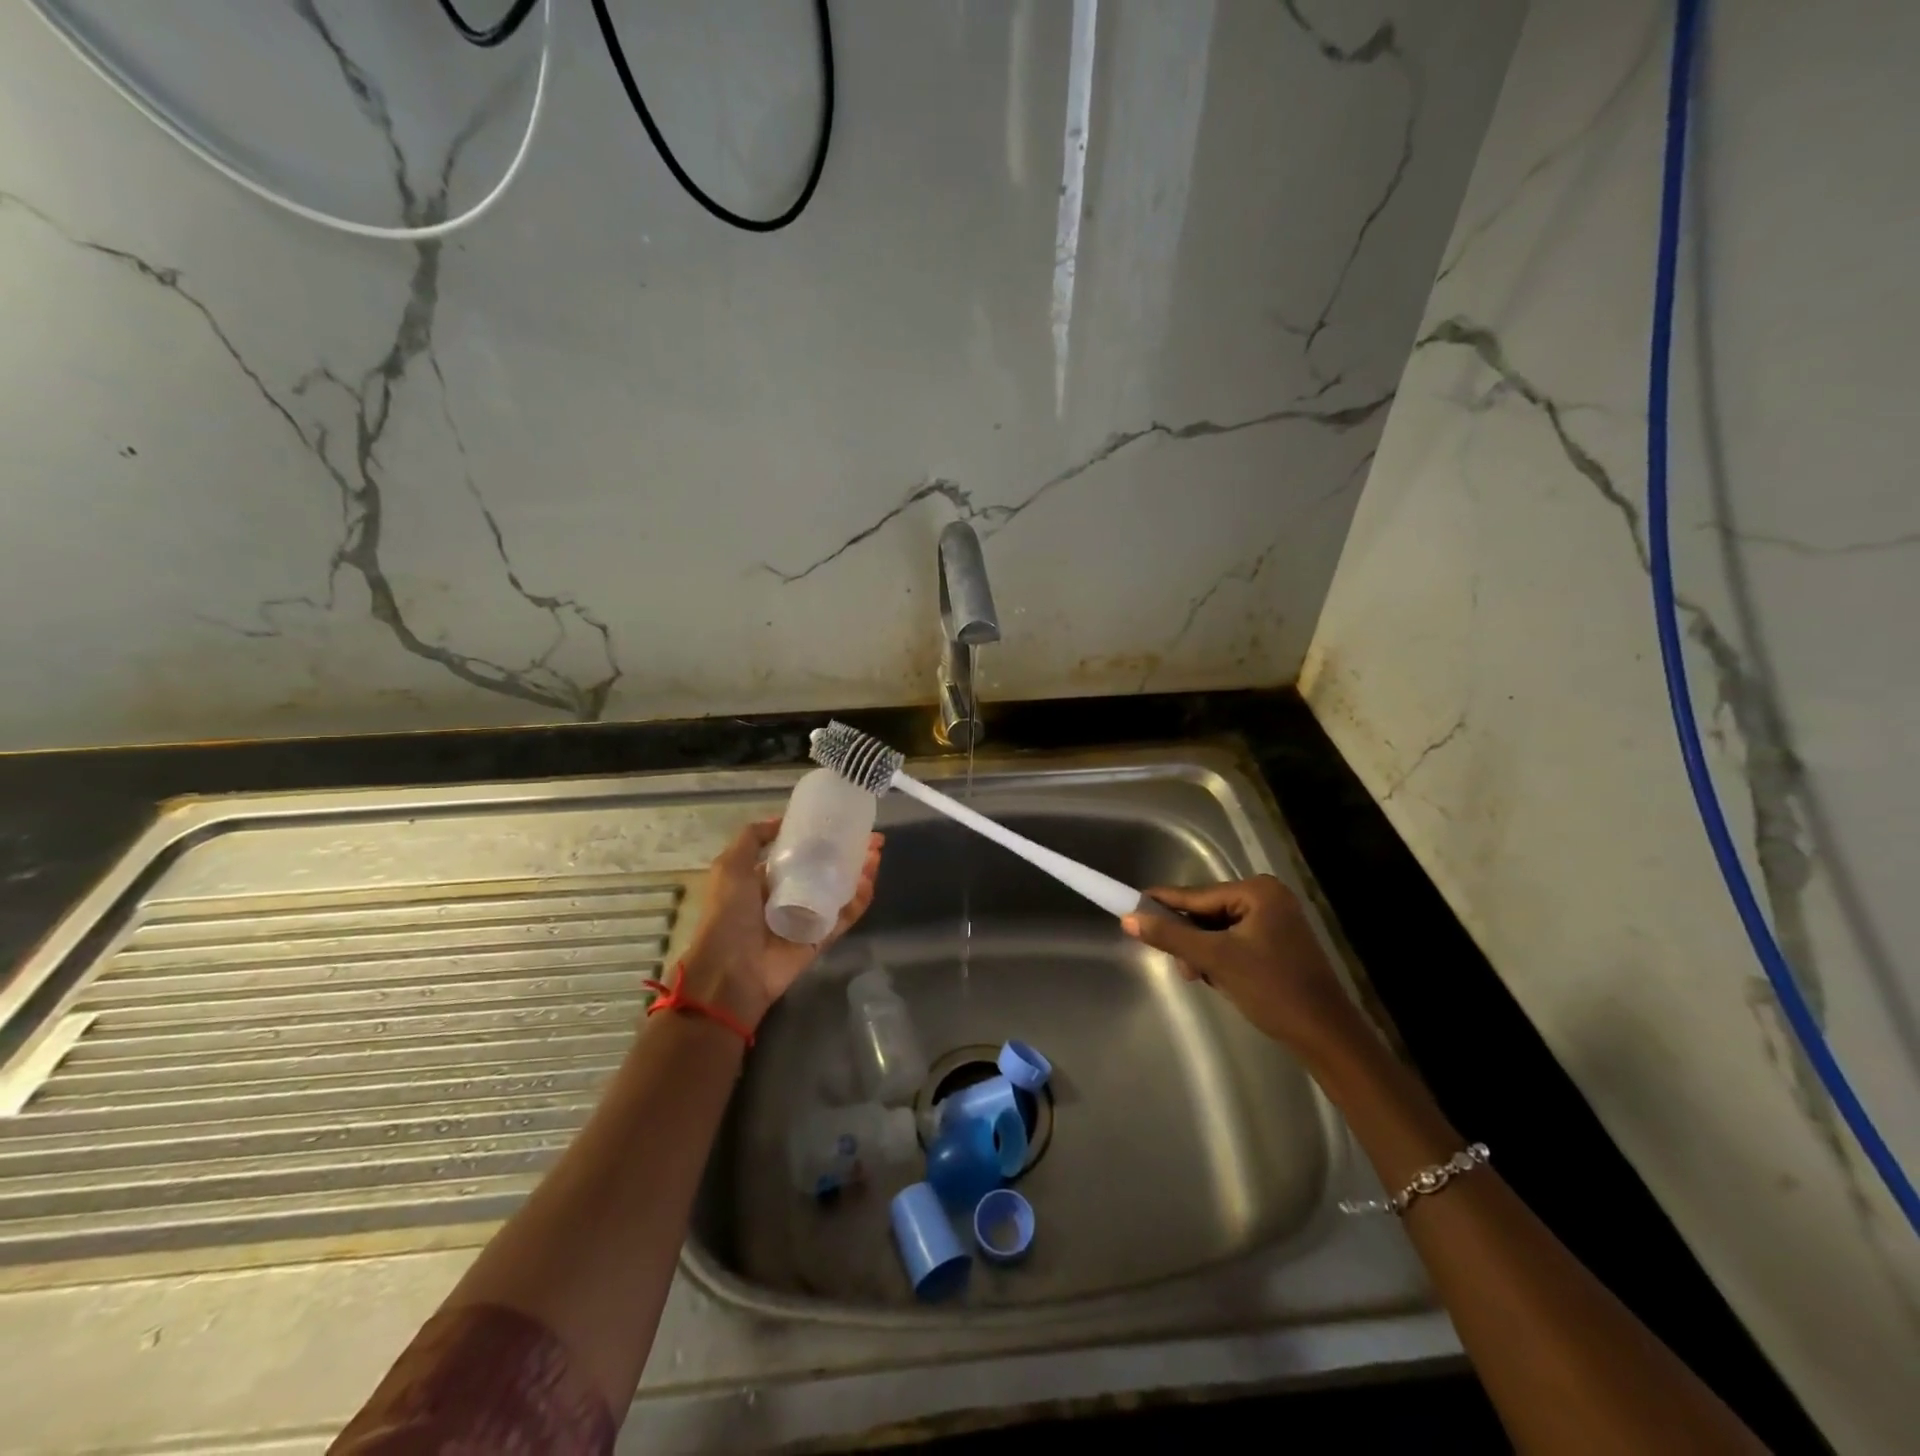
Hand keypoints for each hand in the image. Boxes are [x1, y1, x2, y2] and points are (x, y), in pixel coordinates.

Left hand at [678, 818, 882, 1033]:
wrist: (731, 972)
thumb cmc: (728, 915)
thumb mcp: (729, 867)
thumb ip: (751, 839)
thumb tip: (780, 820)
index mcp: (765, 879)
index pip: (799, 853)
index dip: (820, 837)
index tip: (842, 823)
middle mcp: (789, 895)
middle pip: (825, 869)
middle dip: (848, 852)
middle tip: (872, 838)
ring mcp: (807, 917)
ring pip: (840, 890)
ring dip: (860, 871)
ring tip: (876, 854)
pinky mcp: (821, 938)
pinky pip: (844, 916)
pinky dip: (859, 899)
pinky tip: (870, 880)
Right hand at [1121, 875, 1356, 1055]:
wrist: (1326, 1036)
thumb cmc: (1272, 989)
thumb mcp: (1215, 960)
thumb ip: (1170, 936)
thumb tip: (1128, 919)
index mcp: (1257, 891)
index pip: (1196, 895)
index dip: (1162, 904)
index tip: (1129, 907)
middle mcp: (1268, 897)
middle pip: (1207, 913)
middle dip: (1190, 940)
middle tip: (1180, 966)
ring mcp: (1276, 921)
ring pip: (1219, 931)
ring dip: (1204, 953)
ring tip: (1201, 977)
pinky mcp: (1279, 945)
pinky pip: (1235, 942)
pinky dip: (1221, 959)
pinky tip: (1217, 979)